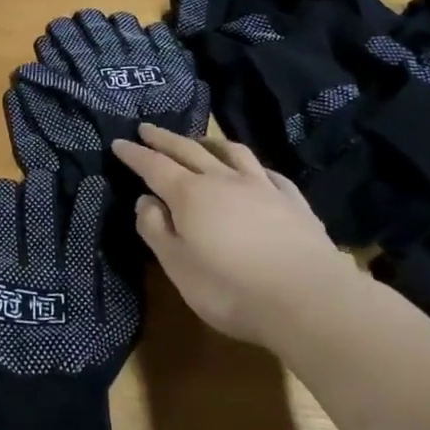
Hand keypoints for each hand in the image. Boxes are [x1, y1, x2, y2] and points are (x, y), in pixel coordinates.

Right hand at [112, 123, 358, 348]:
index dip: (134, 153)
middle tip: (147, 128)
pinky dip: (253, 166)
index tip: (119, 142)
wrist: (311, 300)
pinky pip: (268, 173)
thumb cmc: (231, 288)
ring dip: (210, 143)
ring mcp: (262, 188)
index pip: (153, 165)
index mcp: (189, 194)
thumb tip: (145, 201)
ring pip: (232, 153)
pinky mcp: (294, 202)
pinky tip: (255, 171)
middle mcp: (223, 180)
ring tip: (201, 141)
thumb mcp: (177, 266)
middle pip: (188, 150)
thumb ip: (155, 229)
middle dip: (164, 139)